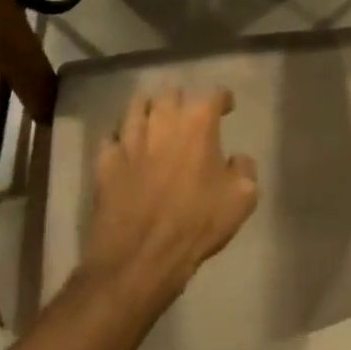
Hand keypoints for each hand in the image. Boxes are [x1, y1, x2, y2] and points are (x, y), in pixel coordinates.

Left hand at [83, 88, 257, 307]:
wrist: (141, 256)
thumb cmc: (197, 224)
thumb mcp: (241, 199)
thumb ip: (244, 170)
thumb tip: (238, 159)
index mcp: (198, 123)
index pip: (214, 95)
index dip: (223, 100)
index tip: (226, 107)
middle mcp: (163, 119)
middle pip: (172, 93)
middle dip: (182, 101)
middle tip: (188, 117)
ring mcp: (130, 137)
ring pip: (137, 105)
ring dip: (149, 109)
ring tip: (154, 120)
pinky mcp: (106, 158)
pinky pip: (112, 136)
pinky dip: (120, 138)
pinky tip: (126, 147)